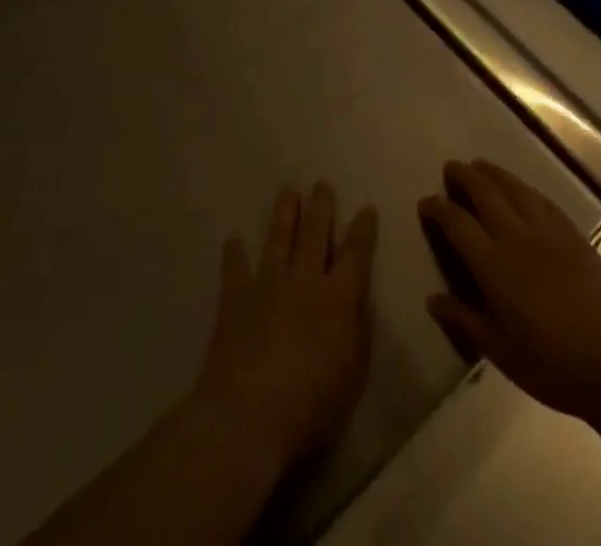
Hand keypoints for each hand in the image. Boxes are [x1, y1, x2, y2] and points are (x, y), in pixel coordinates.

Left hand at [191, 182, 378, 476]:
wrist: (246, 418)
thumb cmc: (310, 406)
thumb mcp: (352, 372)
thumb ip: (359, 330)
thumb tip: (361, 299)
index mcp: (337, 297)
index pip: (356, 252)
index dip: (363, 228)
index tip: (367, 207)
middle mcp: (304, 279)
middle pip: (315, 232)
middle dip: (321, 206)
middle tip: (322, 184)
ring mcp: (268, 284)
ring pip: (279, 237)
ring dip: (285, 212)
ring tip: (288, 190)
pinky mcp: (236, 297)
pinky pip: (235, 267)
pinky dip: (234, 253)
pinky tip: (234, 240)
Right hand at [419, 159, 600, 422]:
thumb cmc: (552, 364)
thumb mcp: (500, 352)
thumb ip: (464, 320)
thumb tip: (432, 298)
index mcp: (495, 265)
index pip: (458, 224)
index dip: (439, 209)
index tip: (425, 201)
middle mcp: (518, 237)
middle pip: (486, 194)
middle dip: (465, 177)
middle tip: (451, 167)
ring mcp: (548, 232)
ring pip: (515, 189)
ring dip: (494, 173)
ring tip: (480, 164)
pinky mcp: (573, 234)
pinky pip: (542, 199)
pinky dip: (524, 187)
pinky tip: (521, 188)